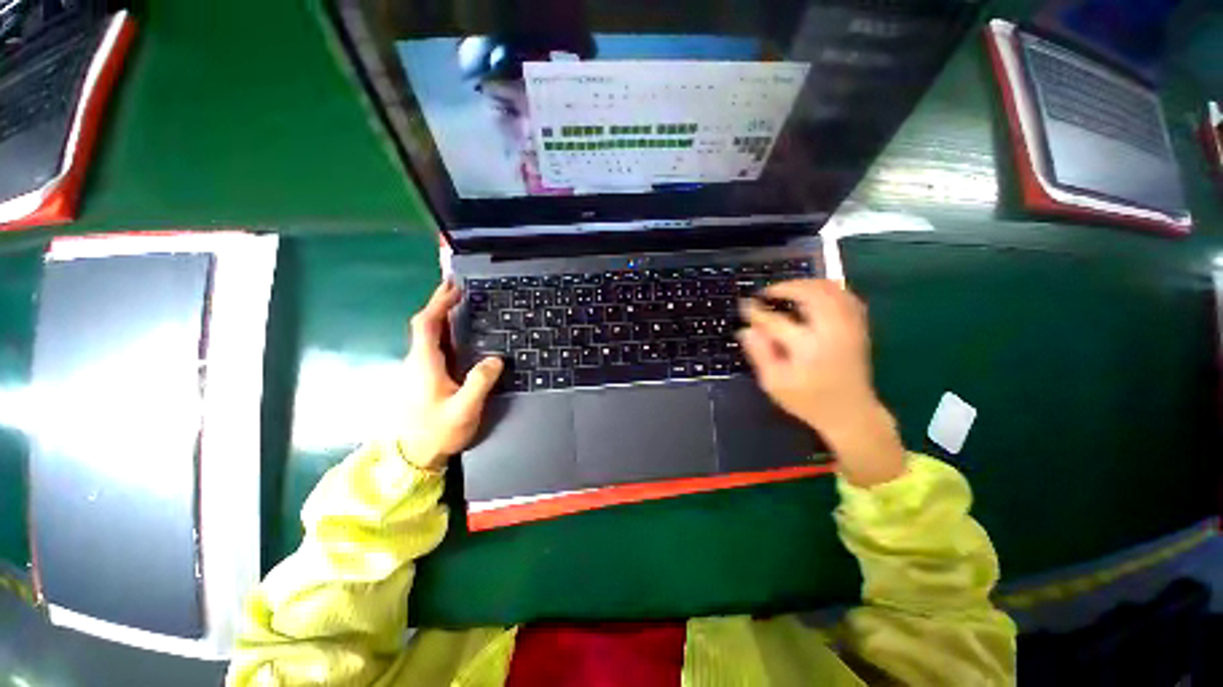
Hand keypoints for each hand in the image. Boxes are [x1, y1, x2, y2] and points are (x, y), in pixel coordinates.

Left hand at [399, 279, 503, 470]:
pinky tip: (457, 338)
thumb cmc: (436, 433)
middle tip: (461, 291)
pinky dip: (442, 333)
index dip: (438, 303)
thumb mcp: (464, 409)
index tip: (454, 288)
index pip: (426, 324)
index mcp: (425, 364)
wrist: (410, 458)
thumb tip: (496, 359)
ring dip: (441, 318)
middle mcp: (416, 362)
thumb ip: (479, 383)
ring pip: (427, 336)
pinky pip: (431, 347)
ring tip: (462, 308)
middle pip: (425, 325)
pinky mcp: (420, 379)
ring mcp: (416, 370)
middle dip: (440, 304)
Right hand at [738, 280, 905, 486]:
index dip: (756, 311)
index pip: (775, 320)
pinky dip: (826, 289)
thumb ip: (759, 353)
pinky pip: (845, 295)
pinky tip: (813, 296)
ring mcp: (849, 326)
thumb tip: (746, 329)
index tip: (744, 305)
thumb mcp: (774, 383)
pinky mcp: (859, 326)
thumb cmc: (808, 401)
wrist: (851, 413)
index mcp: (807, 347)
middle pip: (810, 293)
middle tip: (767, 293)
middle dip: (785, 287)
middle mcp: (831, 330)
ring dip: (806, 284)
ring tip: (787, 291)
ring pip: (831, 289)